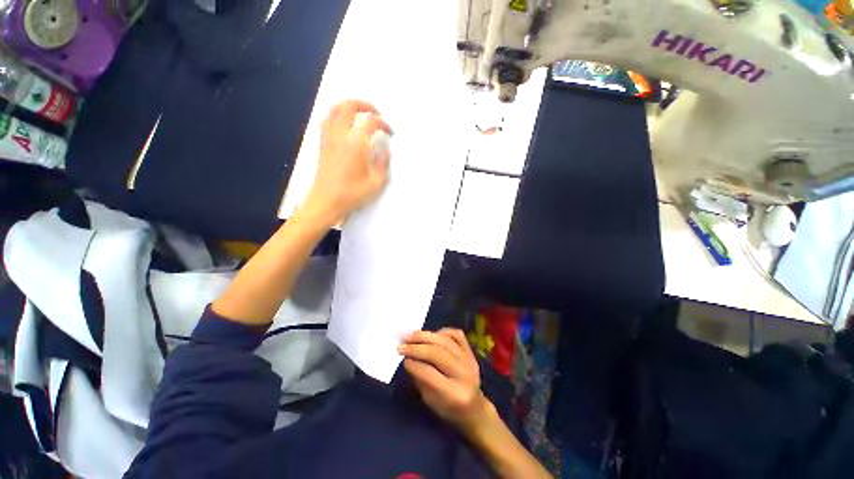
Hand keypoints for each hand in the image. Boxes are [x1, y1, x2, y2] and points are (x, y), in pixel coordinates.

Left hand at [301, 99, 391, 224]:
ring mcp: (328, 138)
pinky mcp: (322, 145)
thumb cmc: (350, 195)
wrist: (324, 204)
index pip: (371, 121)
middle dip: (364, 104)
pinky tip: (344, 126)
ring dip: (348, 107)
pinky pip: (327, 121)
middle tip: (374, 113)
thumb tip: (384, 149)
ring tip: (359, 114)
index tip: (388, 132)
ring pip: (334, 110)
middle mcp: (340, 136)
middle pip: (348, 105)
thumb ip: (383, 162)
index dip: (383, 123)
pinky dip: (336, 116)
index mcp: (356, 143)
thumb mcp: (376, 183)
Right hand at [398, 328, 495, 434]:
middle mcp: (464, 374)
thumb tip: (409, 359)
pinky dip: (442, 332)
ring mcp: (470, 361)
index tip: (401, 359)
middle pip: (438, 353)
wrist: (473, 408)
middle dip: (415, 348)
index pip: (429, 372)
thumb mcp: (429, 400)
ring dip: (425, 336)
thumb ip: (420, 380)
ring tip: (409, 336)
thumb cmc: (447, 408)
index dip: (412, 364)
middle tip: (400, 346)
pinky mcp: (472, 353)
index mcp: (453, 393)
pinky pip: (458, 336)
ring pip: (446, 341)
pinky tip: (430, 336)